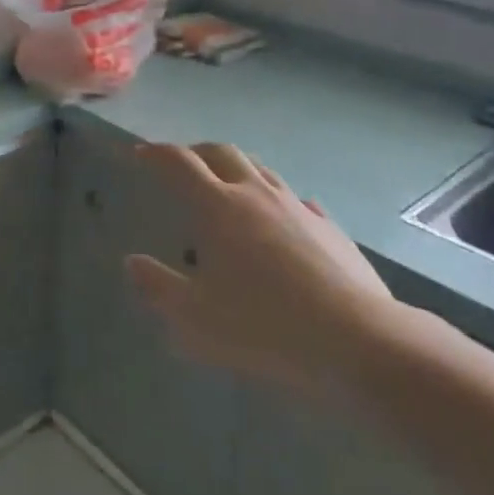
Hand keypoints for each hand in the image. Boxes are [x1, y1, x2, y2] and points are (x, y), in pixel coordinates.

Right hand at [126, 143, 400, 398]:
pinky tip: (282, 220)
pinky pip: (297, 201)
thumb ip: (158, 287)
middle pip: (221, 153)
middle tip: (182, 164)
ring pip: (261, 170)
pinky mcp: (331, 229)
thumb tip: (132, 263)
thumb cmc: (265, 327)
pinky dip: (278, 201)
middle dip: (196, 151)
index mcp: (217, 206)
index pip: (178, 163)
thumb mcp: (195, 319)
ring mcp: (298, 207)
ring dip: (237, 169)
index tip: (140, 155)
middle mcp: (255, 194)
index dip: (155, 153)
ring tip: (228, 186)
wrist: (360, 342)